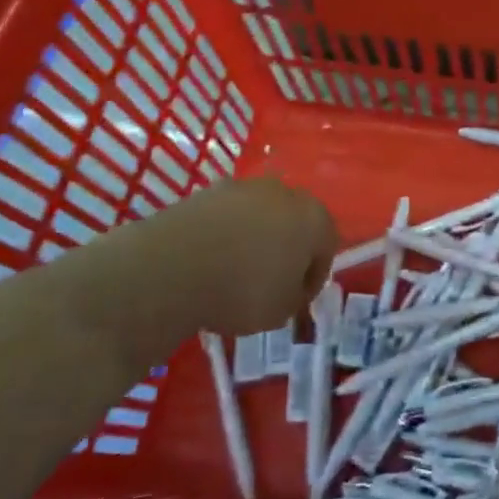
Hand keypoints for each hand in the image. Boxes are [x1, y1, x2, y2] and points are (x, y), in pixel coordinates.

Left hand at [62, 177, 337, 363]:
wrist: (172, 267)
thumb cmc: (243, 291)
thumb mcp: (282, 311)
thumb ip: (295, 295)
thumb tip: (289, 287)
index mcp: (315, 218)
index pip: (326, 247)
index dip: (312, 278)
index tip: (295, 301)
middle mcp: (285, 193)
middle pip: (294, 223)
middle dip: (286, 250)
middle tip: (269, 283)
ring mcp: (244, 187)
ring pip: (260, 216)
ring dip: (254, 239)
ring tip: (233, 273)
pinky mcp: (207, 190)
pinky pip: (227, 216)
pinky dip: (224, 235)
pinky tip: (209, 262)